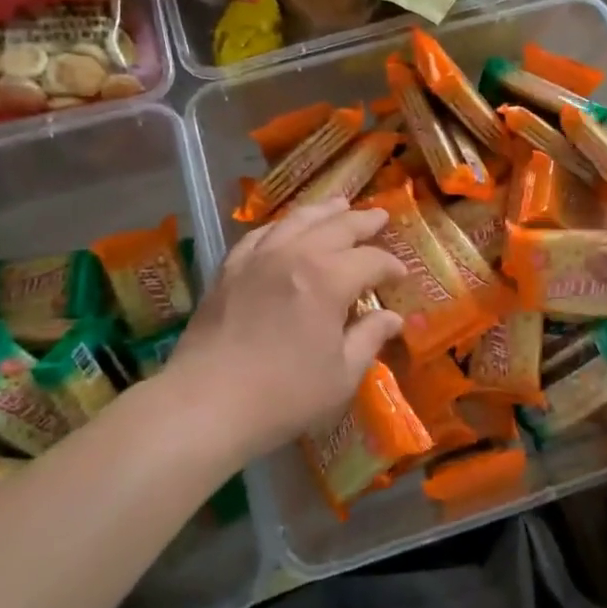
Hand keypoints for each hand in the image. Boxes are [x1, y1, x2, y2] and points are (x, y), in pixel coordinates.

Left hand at [170, 199, 406, 460]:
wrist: (206, 403)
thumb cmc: (284, 395)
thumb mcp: (341, 375)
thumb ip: (368, 339)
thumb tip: (392, 318)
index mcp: (329, 279)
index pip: (370, 261)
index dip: (390, 266)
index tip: (401, 275)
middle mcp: (295, 256)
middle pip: (336, 227)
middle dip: (363, 222)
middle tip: (380, 216)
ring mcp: (258, 259)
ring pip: (296, 221)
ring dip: (323, 211)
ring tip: (339, 203)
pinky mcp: (229, 270)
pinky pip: (259, 235)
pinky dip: (279, 226)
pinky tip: (284, 228)